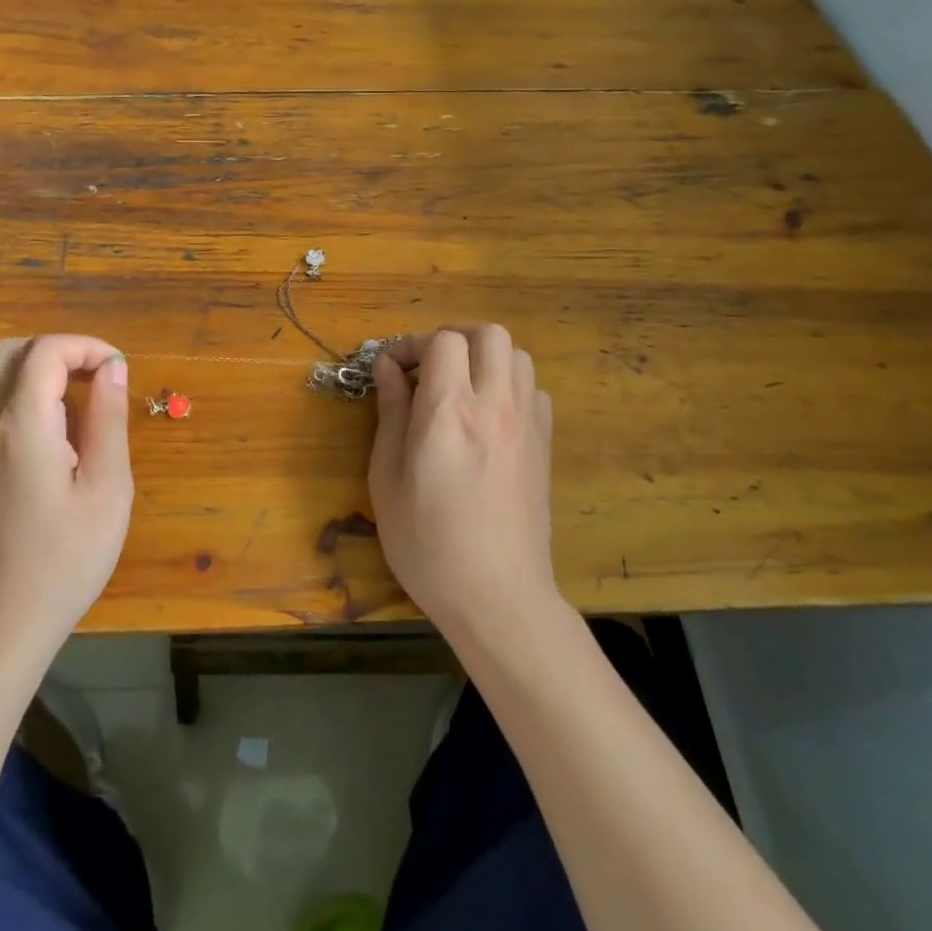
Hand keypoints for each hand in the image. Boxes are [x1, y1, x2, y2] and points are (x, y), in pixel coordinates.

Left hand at [0, 336, 133, 647]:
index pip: (45, 351)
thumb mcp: (107, 487)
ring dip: (42, 371)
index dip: (86, 346)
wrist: (4, 623)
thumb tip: (112, 367)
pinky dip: (28, 396)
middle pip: (11, 350)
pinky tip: (61, 436)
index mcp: (22, 426)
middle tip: (98, 377)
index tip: (119, 370)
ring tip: (85, 404)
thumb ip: (108, 418)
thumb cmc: (67, 558)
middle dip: (59, 350)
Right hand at [368, 324, 557, 639]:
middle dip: (455, 338)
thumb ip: (390, 414)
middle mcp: (494, 405)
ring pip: (517, 355)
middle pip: (489, 334)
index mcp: (449, 412)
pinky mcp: (545, 444)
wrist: (498, 596)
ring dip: (486, 358)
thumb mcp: (387, 478)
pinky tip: (490, 417)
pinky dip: (510, 386)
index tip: (394, 370)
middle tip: (430, 368)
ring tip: (461, 389)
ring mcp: (527, 423)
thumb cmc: (427, 543)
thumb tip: (386, 367)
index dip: (413, 344)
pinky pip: (534, 390)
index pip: (443, 341)